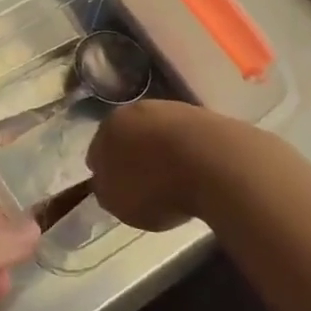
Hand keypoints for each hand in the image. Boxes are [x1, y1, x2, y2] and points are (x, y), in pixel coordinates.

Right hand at [86, 100, 244, 231]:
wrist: (213, 162)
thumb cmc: (155, 185)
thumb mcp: (118, 202)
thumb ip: (105, 190)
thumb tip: (105, 182)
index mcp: (108, 127)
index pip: (97, 150)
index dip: (104, 171)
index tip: (114, 189)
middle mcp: (136, 110)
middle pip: (129, 135)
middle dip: (132, 156)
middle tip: (141, 184)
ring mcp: (171, 108)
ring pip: (157, 133)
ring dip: (160, 152)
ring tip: (172, 181)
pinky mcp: (202, 116)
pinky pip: (186, 139)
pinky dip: (186, 153)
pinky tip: (194, 172)